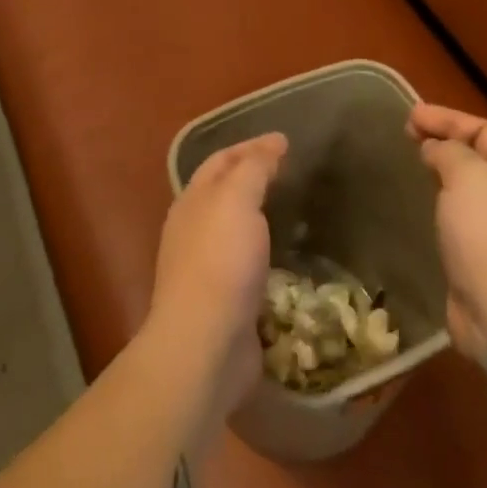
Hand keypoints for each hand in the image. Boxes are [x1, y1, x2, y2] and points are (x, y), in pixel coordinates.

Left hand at [146, 132, 287, 418]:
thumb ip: (253, 168)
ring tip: (293, 210)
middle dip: (254, 177)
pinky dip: (266, 253)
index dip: (252, 146)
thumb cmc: (220, 261)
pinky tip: (286, 257)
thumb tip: (271, 143)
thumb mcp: (237, 199)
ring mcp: (207, 268)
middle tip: (291, 172)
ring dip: (260, 216)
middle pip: (225, 192)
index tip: (285, 141)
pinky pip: (248, 265)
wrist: (204, 345)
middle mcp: (194, 229)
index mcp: (193, 200)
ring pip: (236, 229)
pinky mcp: (224, 303)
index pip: (221, 160)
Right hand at [409, 103, 486, 362]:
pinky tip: (423, 208)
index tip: (411, 115)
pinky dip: (441, 206)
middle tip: (407, 136)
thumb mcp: (469, 176)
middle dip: (444, 142)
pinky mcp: (485, 261)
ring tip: (413, 166)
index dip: (449, 119)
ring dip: (442, 174)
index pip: (485, 131)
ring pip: (469, 190)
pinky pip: (461, 220)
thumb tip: (436, 150)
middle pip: (478, 158)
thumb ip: (450, 152)